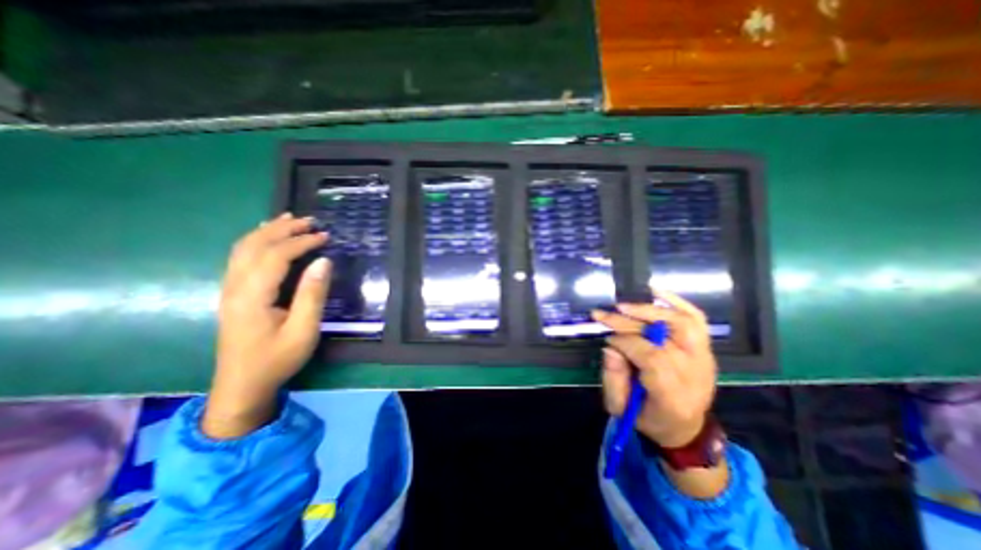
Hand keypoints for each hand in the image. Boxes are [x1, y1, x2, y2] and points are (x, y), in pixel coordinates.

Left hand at [204, 212, 329, 438]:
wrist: (241, 386)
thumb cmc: (277, 359)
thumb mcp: (303, 331)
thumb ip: (312, 295)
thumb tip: (323, 262)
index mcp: (252, 296)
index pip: (275, 256)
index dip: (301, 242)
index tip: (325, 236)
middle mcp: (235, 287)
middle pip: (254, 246)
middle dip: (282, 229)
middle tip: (310, 220)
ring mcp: (230, 290)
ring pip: (243, 249)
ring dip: (267, 231)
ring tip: (289, 220)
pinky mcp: (233, 294)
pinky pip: (241, 258)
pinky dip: (256, 241)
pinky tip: (267, 238)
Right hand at [590, 290, 718, 449]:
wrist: (685, 427)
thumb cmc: (648, 418)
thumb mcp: (620, 407)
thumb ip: (612, 377)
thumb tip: (610, 345)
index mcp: (674, 396)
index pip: (652, 358)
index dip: (626, 342)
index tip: (607, 338)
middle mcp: (695, 374)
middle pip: (663, 338)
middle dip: (629, 323)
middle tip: (604, 315)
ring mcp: (705, 359)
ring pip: (682, 323)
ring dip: (650, 310)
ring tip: (624, 306)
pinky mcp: (706, 349)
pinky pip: (696, 319)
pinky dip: (677, 302)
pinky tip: (655, 291)